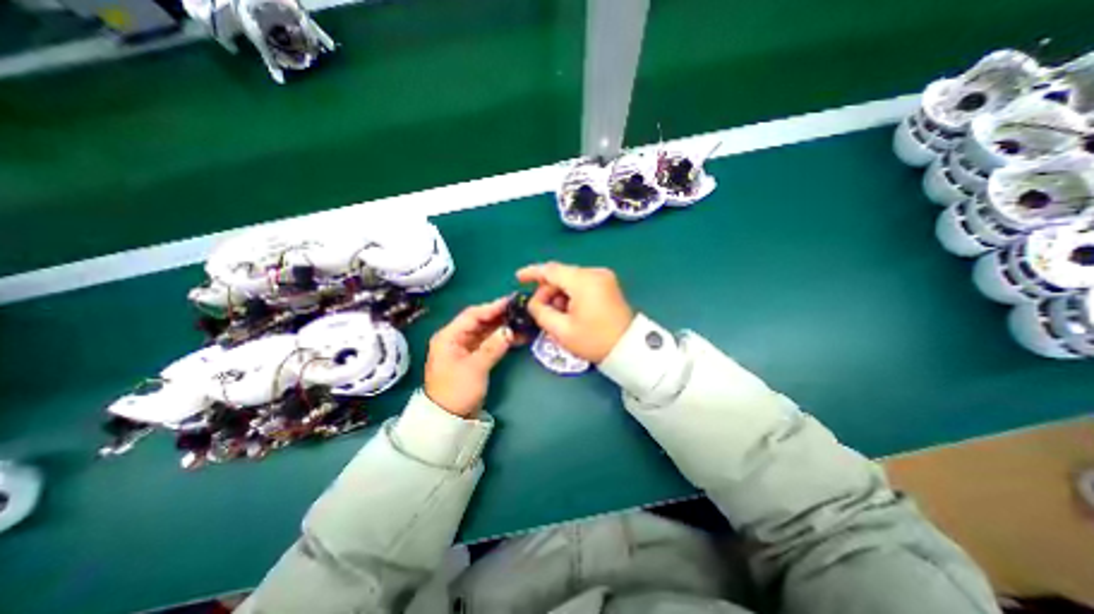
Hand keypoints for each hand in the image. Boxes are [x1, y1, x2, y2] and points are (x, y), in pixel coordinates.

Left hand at [424, 296, 514, 417]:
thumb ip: (493, 346)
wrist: (449, 419)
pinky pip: (488, 342)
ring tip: (522, 321)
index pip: (472, 315)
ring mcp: (465, 347)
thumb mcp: (475, 367)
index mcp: (449, 336)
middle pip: (479, 321)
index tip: (511, 302)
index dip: (492, 307)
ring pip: (485, 331)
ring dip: (502, 327)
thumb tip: (510, 330)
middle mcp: (455, 338)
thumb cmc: (457, 391)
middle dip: (499, 315)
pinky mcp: (473, 357)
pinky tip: (516, 336)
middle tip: (519, 309)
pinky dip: (501, 339)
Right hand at [517, 262, 638, 362]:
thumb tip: (534, 302)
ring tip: (556, 315)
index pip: (551, 270)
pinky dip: (571, 295)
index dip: (532, 273)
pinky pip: (582, 284)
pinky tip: (569, 311)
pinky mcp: (608, 284)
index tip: (518, 278)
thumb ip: (541, 312)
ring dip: (559, 294)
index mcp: (583, 281)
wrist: (628, 348)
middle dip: (547, 291)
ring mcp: (603, 277)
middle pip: (561, 275)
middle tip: (539, 310)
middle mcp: (594, 273)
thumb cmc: (594, 340)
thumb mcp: (561, 330)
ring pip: (571, 280)